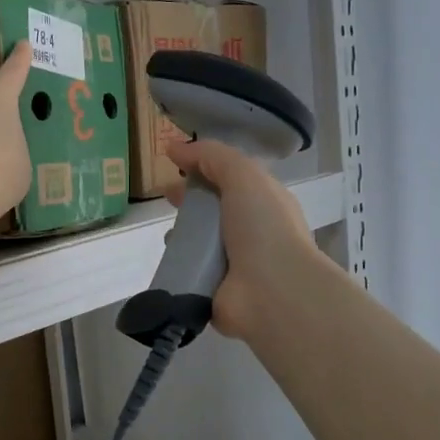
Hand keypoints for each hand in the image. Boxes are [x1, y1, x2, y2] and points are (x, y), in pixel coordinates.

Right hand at [165, 138, 320, 341]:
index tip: (174, 163)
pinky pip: (189, 273)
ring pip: (199, 243)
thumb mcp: (243, 175)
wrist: (273, 292)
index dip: (203, 168)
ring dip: (182, 237)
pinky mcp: (214, 291)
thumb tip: (174, 146)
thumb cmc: (263, 227)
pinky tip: (167, 261)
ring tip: (168, 234)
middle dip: (189, 201)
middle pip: (213, 211)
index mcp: (264, 203)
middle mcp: (251, 232)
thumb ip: (210, 157)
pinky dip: (176, 267)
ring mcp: (233, 265)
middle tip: (165, 197)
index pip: (230, 180)